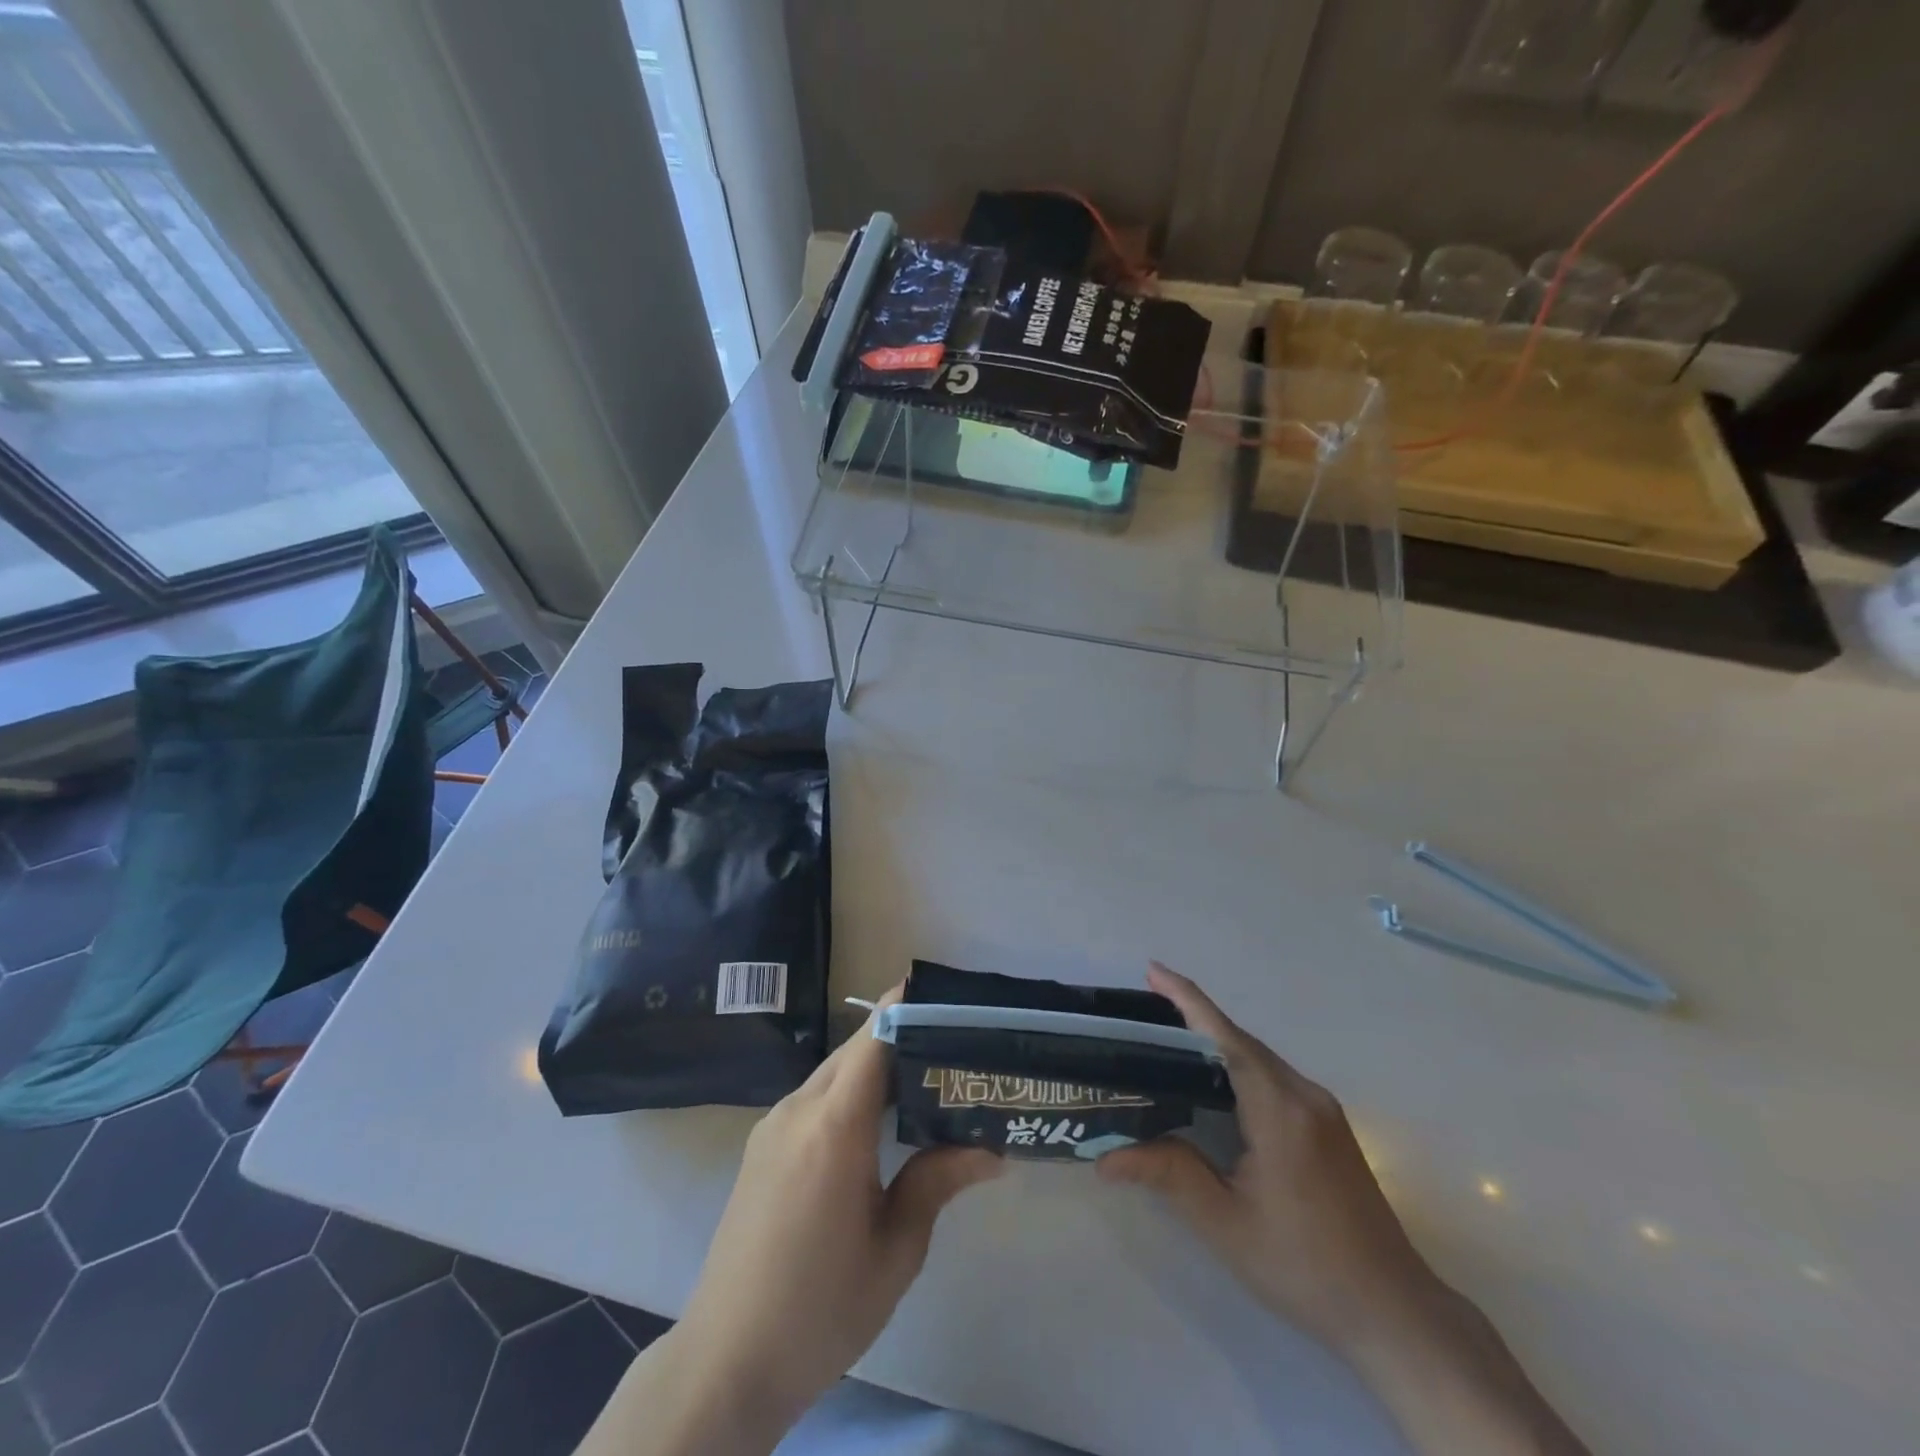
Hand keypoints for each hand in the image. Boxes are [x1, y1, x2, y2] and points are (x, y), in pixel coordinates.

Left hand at [673, 986, 1001, 1439]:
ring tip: (925, 1080)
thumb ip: (938, 1182)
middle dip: (902, 1035)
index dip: (908, 1007)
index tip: (947, 997)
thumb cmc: (821, 1308)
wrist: (726, 1361)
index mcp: (835, 1127)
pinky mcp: (762, 1145)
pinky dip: (850, 1091)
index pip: (875, 1038)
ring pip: (834, 1071)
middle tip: (952, 1045)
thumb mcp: (895, 1250)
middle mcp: (799, 1109)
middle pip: (856, 1048)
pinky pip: (814, 1097)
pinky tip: (877, 1122)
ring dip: (876, 1066)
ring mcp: (774, 1125)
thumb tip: (992, 1148)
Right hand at [1098, 962, 1435, 1352]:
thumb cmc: (1305, 1266)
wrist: (1395, 1313)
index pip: (1225, 1037)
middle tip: (1145, 1010)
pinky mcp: (1330, 1127)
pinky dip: (1238, 1065)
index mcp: (1279, 1109)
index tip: (1153, 969)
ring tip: (1169, 1039)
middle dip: (1194, 1017)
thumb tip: (1103, 1157)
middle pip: (1241, 1041)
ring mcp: (1322, 1109)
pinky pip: (1274, 1077)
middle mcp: (1304, 1095)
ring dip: (1216, 1041)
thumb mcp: (1226, 1224)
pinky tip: (1215, 1083)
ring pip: (1259, 1058)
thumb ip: (1168, 1176)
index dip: (1187, 1000)